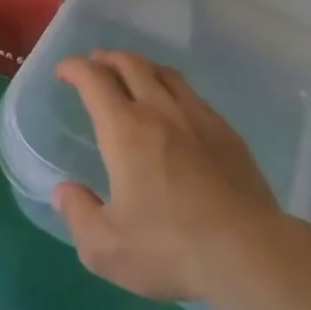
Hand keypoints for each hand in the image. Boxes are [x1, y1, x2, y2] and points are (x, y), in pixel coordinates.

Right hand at [53, 50, 283, 306]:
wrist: (247, 250)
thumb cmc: (169, 247)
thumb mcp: (105, 246)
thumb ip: (78, 214)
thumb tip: (65, 191)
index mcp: (125, 130)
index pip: (94, 81)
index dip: (75, 68)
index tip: (64, 71)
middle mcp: (160, 111)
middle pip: (131, 65)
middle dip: (108, 59)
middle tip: (95, 65)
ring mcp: (198, 117)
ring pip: (166, 74)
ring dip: (142, 66)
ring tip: (133, 75)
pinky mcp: (226, 132)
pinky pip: (193, 95)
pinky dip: (172, 89)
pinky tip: (175, 110)